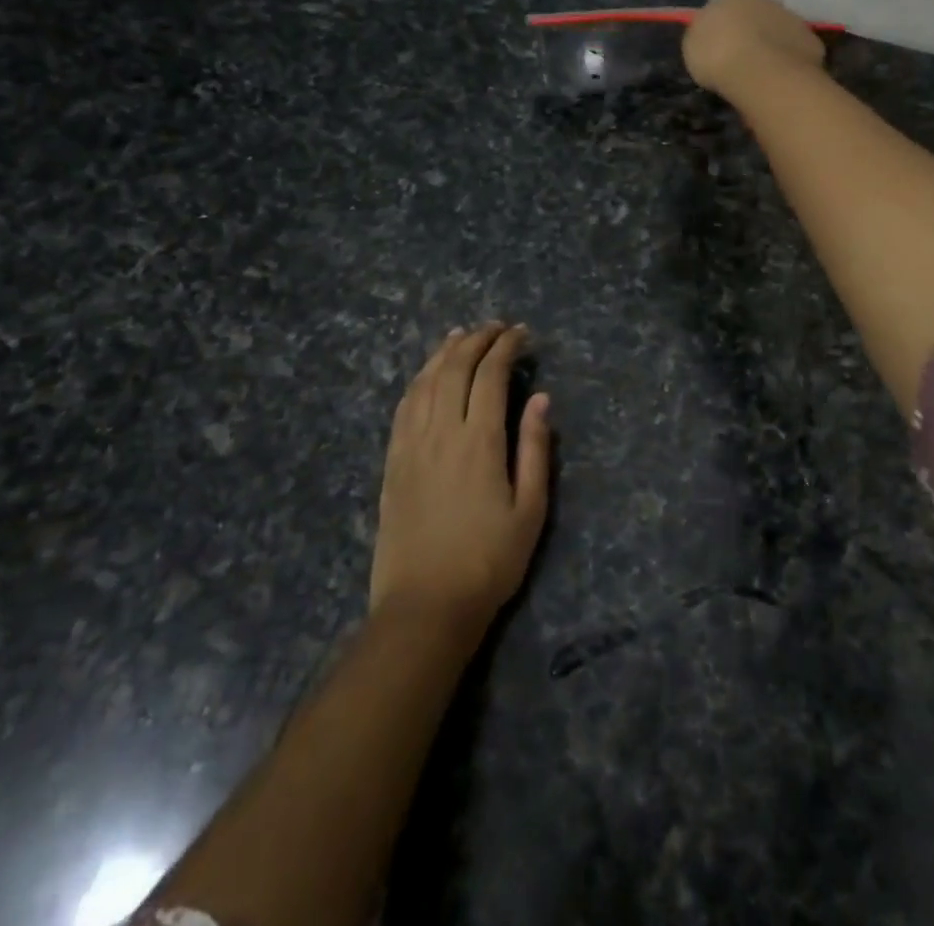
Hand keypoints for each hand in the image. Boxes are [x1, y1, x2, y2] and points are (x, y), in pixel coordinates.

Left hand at [369, 323, 551, 637]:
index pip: (491, 375)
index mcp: (480, 441)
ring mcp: (411, 445)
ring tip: (461, 335)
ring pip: (425, 381)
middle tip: (496, 327)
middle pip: (455, 368)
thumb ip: (535, 448)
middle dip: (477, 339)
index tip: (522, 333)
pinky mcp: (392, 462)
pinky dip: (418, 380)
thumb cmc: (489, 561)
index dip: (506, 347)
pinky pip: (403, 407)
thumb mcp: (530, 509)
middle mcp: (441, 432)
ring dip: (445, 352)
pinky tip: (427, 374)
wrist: (425, 607)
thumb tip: (540, 398)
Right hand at [683, 0, 826, 95]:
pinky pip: (795, 49)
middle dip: (748, 31)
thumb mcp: (693, 45)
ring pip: (777, 29)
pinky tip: (780, 78)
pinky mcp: (810, 39)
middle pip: (753, 13)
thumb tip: (712, 35)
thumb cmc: (717, 55)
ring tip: (761, 71)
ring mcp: (790, 17)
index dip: (720, 25)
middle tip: (740, 57)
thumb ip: (704, 35)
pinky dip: (789, 60)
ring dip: (770, 44)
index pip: (723, 3)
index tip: (717, 45)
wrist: (761, 72)